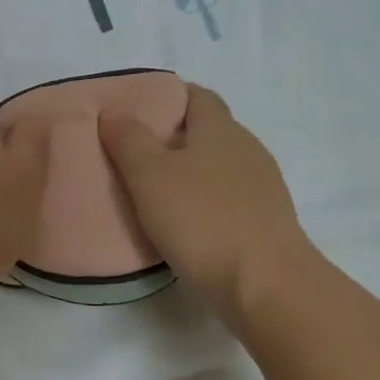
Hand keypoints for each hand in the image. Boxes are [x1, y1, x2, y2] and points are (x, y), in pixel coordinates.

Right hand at [98, 84, 317, 317]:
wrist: (266, 284)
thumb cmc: (202, 219)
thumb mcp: (150, 175)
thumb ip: (129, 139)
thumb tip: (114, 110)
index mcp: (220, 129)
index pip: (196, 95)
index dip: (167, 96)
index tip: (135, 109)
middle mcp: (246, 149)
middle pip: (207, 130)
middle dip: (173, 136)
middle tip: (132, 151)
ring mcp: (262, 187)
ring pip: (217, 166)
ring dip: (188, 172)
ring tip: (152, 190)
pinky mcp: (266, 221)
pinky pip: (227, 198)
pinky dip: (203, 201)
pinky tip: (183, 222)